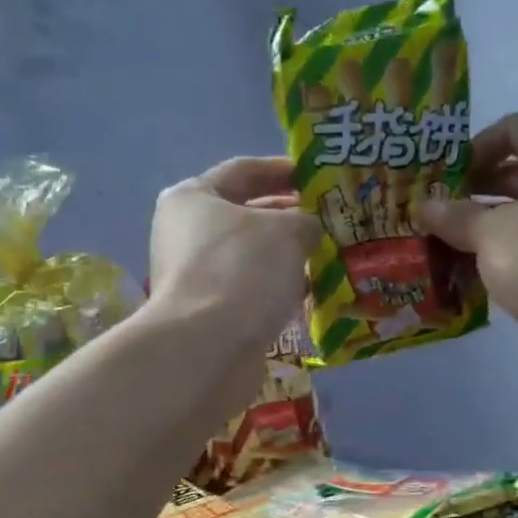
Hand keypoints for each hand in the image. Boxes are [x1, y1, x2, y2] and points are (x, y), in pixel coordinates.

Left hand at [150, 157, 320, 348]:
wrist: (208, 347)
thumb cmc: (243, 269)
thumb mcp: (287, 230)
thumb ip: (306, 220)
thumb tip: (309, 230)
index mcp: (193, 197)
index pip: (244, 170)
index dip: (284, 169)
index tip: (319, 175)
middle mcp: (186, 232)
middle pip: (246, 214)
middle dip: (290, 215)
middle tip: (331, 217)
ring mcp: (195, 275)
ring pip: (251, 255)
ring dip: (287, 254)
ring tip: (329, 254)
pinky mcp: (208, 312)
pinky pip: (250, 288)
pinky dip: (277, 286)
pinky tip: (310, 291)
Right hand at [418, 114, 517, 373]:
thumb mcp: (489, 234)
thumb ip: (454, 216)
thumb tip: (424, 206)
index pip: (516, 127)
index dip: (479, 143)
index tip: (451, 174)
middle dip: (476, 185)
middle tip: (440, 208)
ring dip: (485, 219)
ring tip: (447, 239)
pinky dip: (502, 245)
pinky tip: (472, 266)